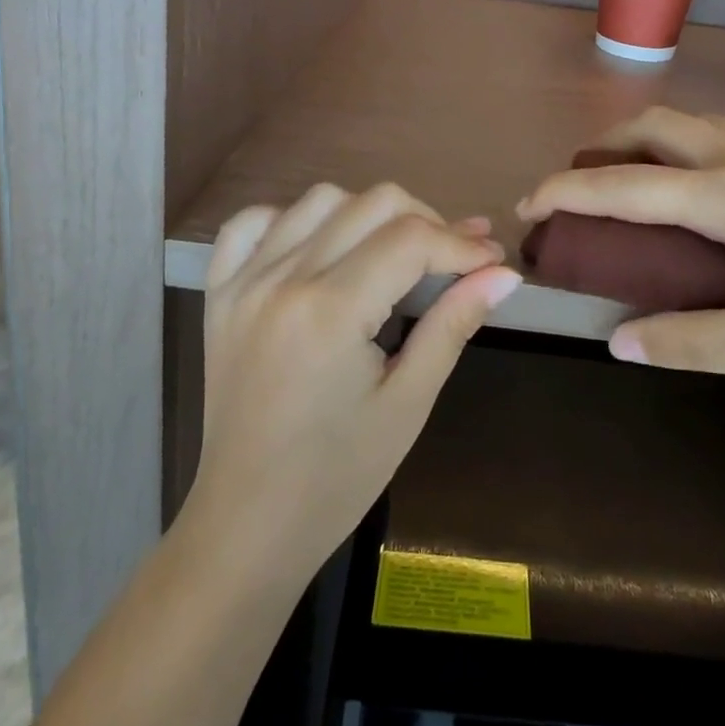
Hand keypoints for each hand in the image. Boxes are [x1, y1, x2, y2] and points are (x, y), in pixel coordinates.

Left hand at [187, 183, 519, 579]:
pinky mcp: (220, 292)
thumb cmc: (338, 476)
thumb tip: (504, 273)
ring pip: (320, 200)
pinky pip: (251, 223)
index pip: (412, 239)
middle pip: (372, 203)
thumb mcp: (409, 401)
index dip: (461, 242)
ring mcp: (244, 281)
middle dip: (426, 221)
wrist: (247, 525)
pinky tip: (318, 248)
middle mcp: (283, 279)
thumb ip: (454, 324)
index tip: (492, 258)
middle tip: (452, 259)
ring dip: (367, 214)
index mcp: (330, 312)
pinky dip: (292, 220)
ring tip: (392, 253)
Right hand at [518, 108, 724, 385]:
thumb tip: (618, 340)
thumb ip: (688, 341)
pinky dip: (686, 145)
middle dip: (601, 148)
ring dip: (646, 141)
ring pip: (691, 122)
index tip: (528, 202)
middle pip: (652, 126)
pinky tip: (703, 188)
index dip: (567, 191)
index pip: (623, 185)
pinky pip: (724, 133)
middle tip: (578, 188)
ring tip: (631, 182)